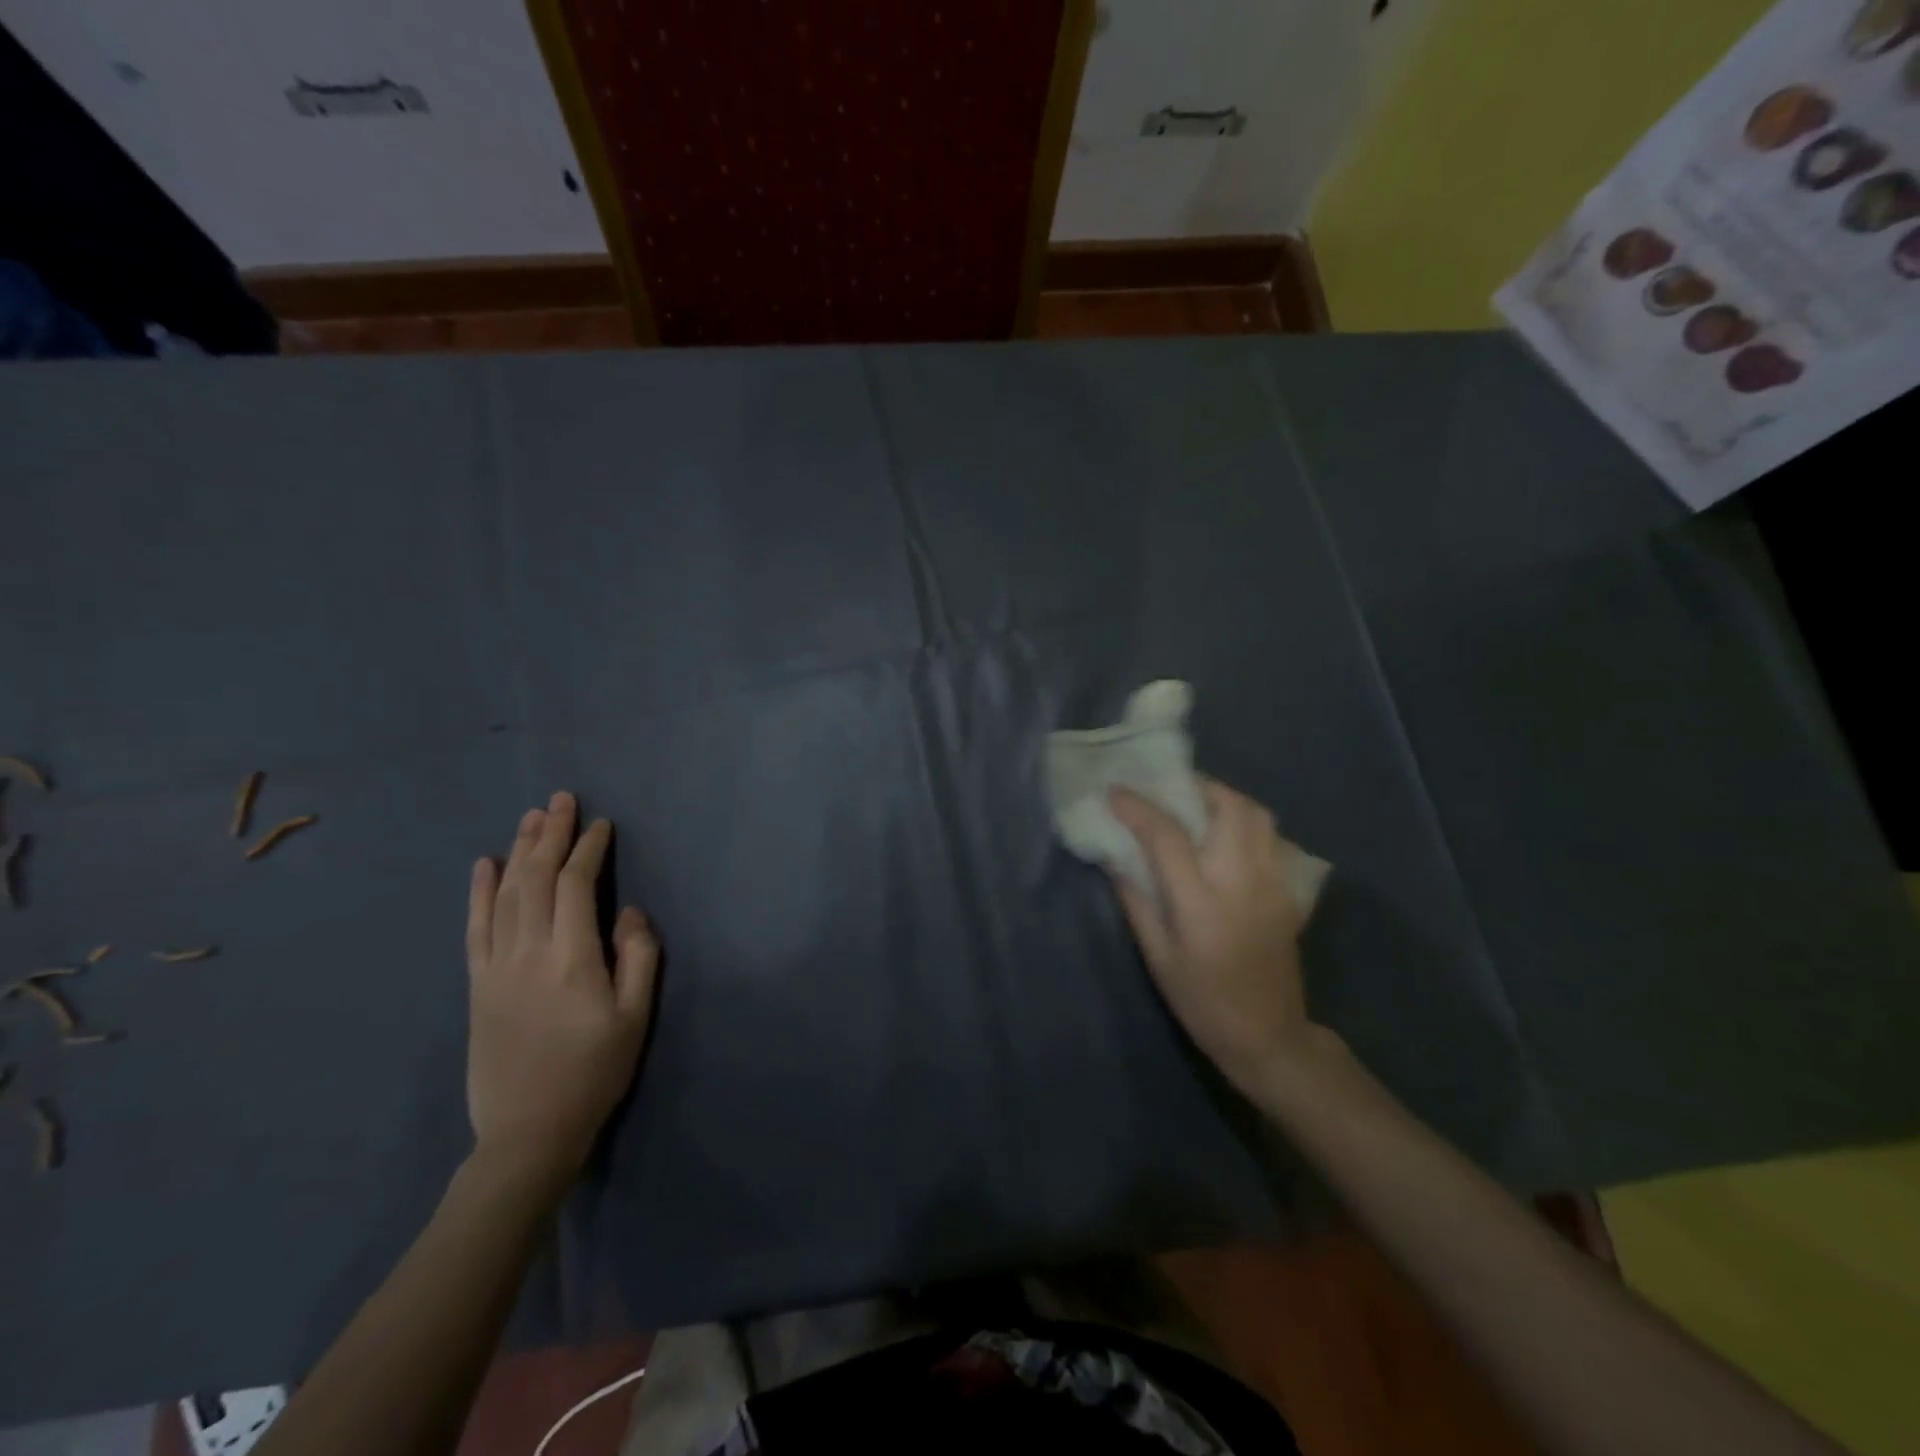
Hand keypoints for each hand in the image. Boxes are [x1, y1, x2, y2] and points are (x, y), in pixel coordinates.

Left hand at [465, 791, 658, 1189]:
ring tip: (531, 817)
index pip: (576, 886)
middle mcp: (528, 952)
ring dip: (518, 851)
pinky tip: (484, 865)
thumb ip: (639, 958)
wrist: (528, 1132)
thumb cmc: (594, 1072)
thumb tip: (629, 912)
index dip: (588, 850)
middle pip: (535, 879)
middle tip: (561, 799)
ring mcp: (496, 968)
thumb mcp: (635, 1018)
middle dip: (550, 834)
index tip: (601, 824)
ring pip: (505, 895)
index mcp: (571, 958)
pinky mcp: (477, 985)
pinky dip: (479, 892)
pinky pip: (475, 928)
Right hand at [1109, 779, 1322, 1097]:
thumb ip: (1135, 899)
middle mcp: (1242, 881)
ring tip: (1197, 806)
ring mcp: (1273, 882)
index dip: (1137, 807)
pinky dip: (1245, 822)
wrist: (1268, 1035)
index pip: (1167, 835)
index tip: (1115, 791)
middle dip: (1195, 787)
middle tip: (1167, 789)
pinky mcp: (1289, 890)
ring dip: (1224, 799)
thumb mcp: (1157, 956)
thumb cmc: (1201, 1001)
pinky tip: (1225, 837)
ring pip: (1257, 814)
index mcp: (1201, 901)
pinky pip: (1270, 836)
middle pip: (1228, 807)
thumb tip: (1113, 855)